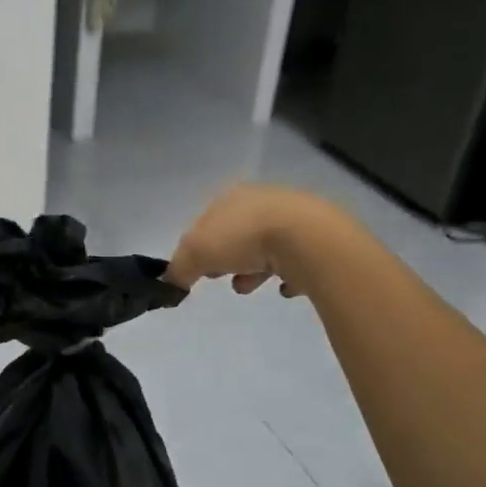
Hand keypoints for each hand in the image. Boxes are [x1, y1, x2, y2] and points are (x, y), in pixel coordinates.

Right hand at [165, 183, 353, 297]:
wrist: (307, 238)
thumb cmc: (243, 238)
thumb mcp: (196, 253)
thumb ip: (179, 268)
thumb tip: (169, 283)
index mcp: (230, 198)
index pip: (206, 222)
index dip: (198, 248)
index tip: (199, 271)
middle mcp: (261, 201)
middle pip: (235, 234)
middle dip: (226, 258)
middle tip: (223, 279)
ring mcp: (292, 218)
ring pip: (266, 247)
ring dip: (254, 269)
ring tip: (250, 287)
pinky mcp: (317, 239)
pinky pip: (297, 260)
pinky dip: (288, 274)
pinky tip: (285, 288)